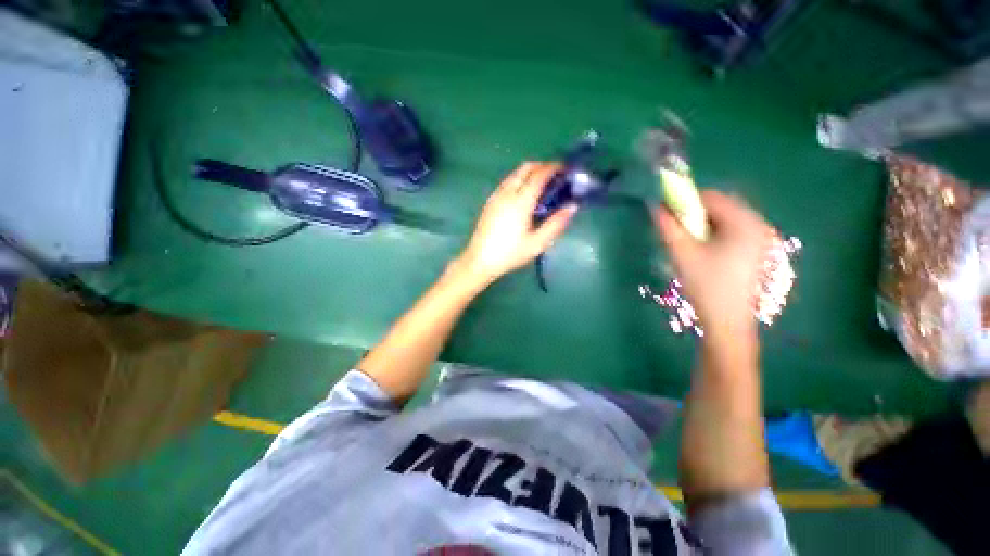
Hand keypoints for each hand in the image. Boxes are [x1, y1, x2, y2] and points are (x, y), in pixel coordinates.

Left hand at [456, 162, 577, 285]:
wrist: (480, 260)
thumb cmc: (510, 254)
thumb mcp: (537, 243)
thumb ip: (556, 224)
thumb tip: (572, 206)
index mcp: (520, 201)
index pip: (539, 175)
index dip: (553, 168)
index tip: (565, 169)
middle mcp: (507, 193)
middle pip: (525, 168)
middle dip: (541, 166)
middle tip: (554, 176)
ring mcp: (496, 196)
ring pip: (514, 173)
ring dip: (529, 172)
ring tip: (541, 184)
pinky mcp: (490, 201)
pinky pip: (507, 182)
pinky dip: (519, 179)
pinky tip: (524, 194)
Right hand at [653, 191, 772, 347]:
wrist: (726, 321)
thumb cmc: (706, 285)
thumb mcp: (682, 253)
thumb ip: (668, 227)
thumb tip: (655, 207)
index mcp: (744, 222)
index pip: (712, 197)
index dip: (686, 201)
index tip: (667, 212)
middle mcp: (758, 225)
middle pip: (721, 206)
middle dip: (695, 213)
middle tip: (677, 229)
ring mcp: (759, 239)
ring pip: (725, 219)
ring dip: (703, 224)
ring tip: (688, 241)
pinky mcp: (755, 251)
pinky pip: (731, 231)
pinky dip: (713, 233)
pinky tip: (702, 250)